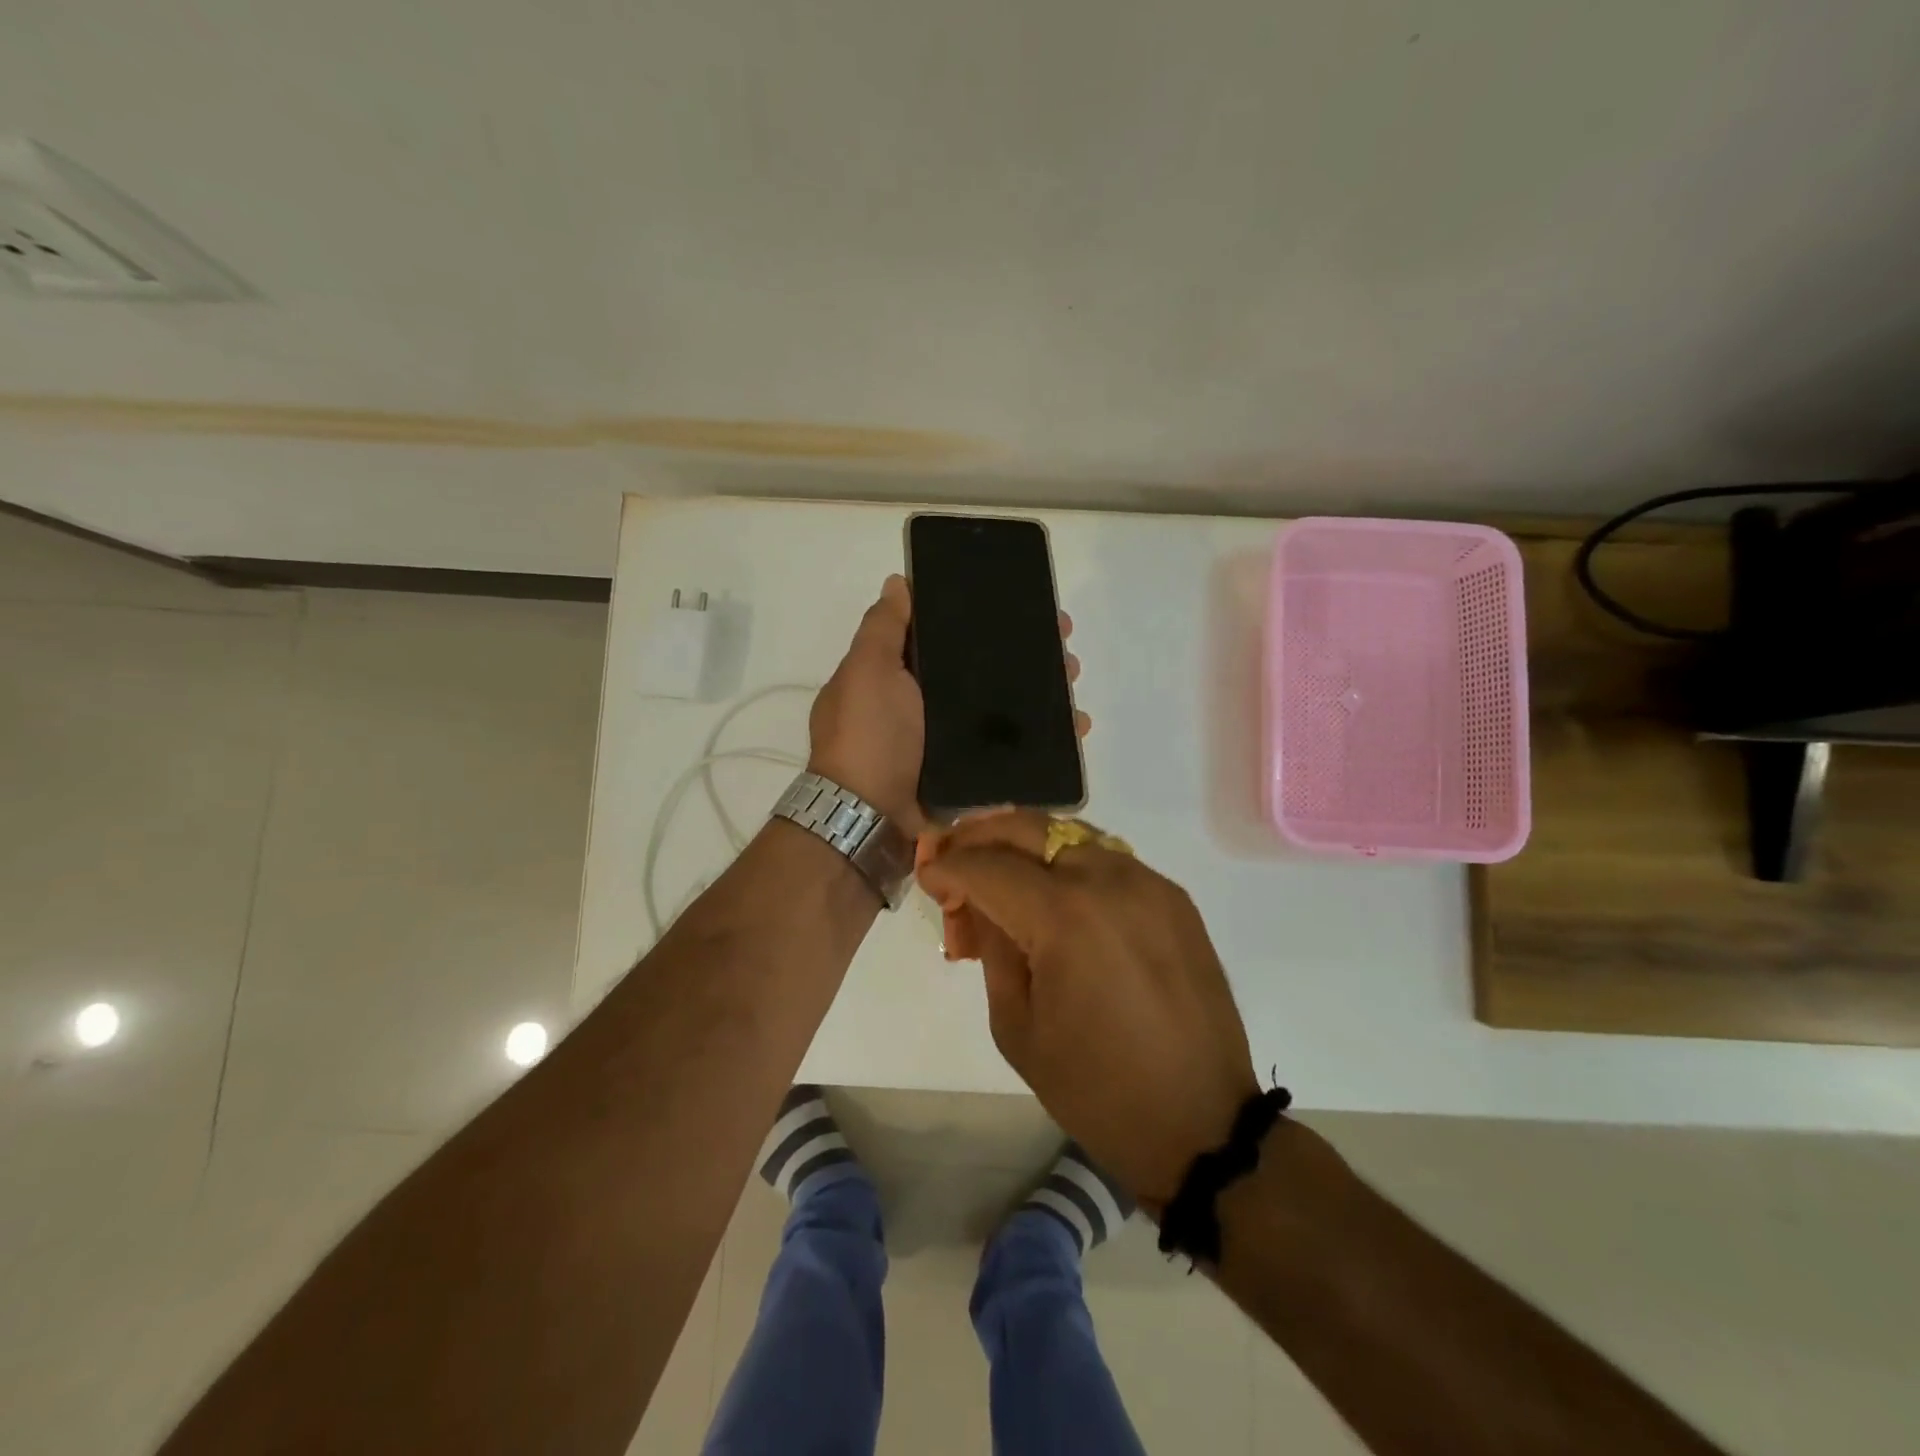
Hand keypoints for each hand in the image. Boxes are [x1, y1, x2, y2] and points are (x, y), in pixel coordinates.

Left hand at [810, 579, 1088, 838]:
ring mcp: (949, 743)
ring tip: (1074, 685)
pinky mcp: (971, 774)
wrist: (869, 818)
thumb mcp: (868, 671)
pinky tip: (1075, 727)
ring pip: (1005, 710)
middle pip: (986, 672)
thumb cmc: (868, 736)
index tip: (1024, 608)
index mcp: (901, 676)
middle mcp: (926, 706)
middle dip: (1026, 657)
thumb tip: (898, 582)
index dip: (985, 620)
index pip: (949, 637)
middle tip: (1064, 649)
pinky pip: (1013, 750)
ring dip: (1042, 694)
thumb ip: (883, 628)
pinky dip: (1044, 740)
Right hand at [916, 811, 1259, 1207]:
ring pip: (1071, 834)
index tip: (927, 873)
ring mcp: (1148, 882)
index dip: (949, 866)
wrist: (1200, 1121)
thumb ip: (993, 949)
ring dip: (1026, 844)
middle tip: (953, 854)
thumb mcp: (1018, 1026)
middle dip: (981, 835)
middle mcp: (1109, 880)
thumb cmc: (1096, 1089)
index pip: (989, 866)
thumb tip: (979, 903)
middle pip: (1030, 828)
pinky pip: (1108, 859)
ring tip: (998, 869)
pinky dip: (1069, 862)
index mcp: (1064, 917)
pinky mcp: (1173, 897)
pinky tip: (1053, 891)